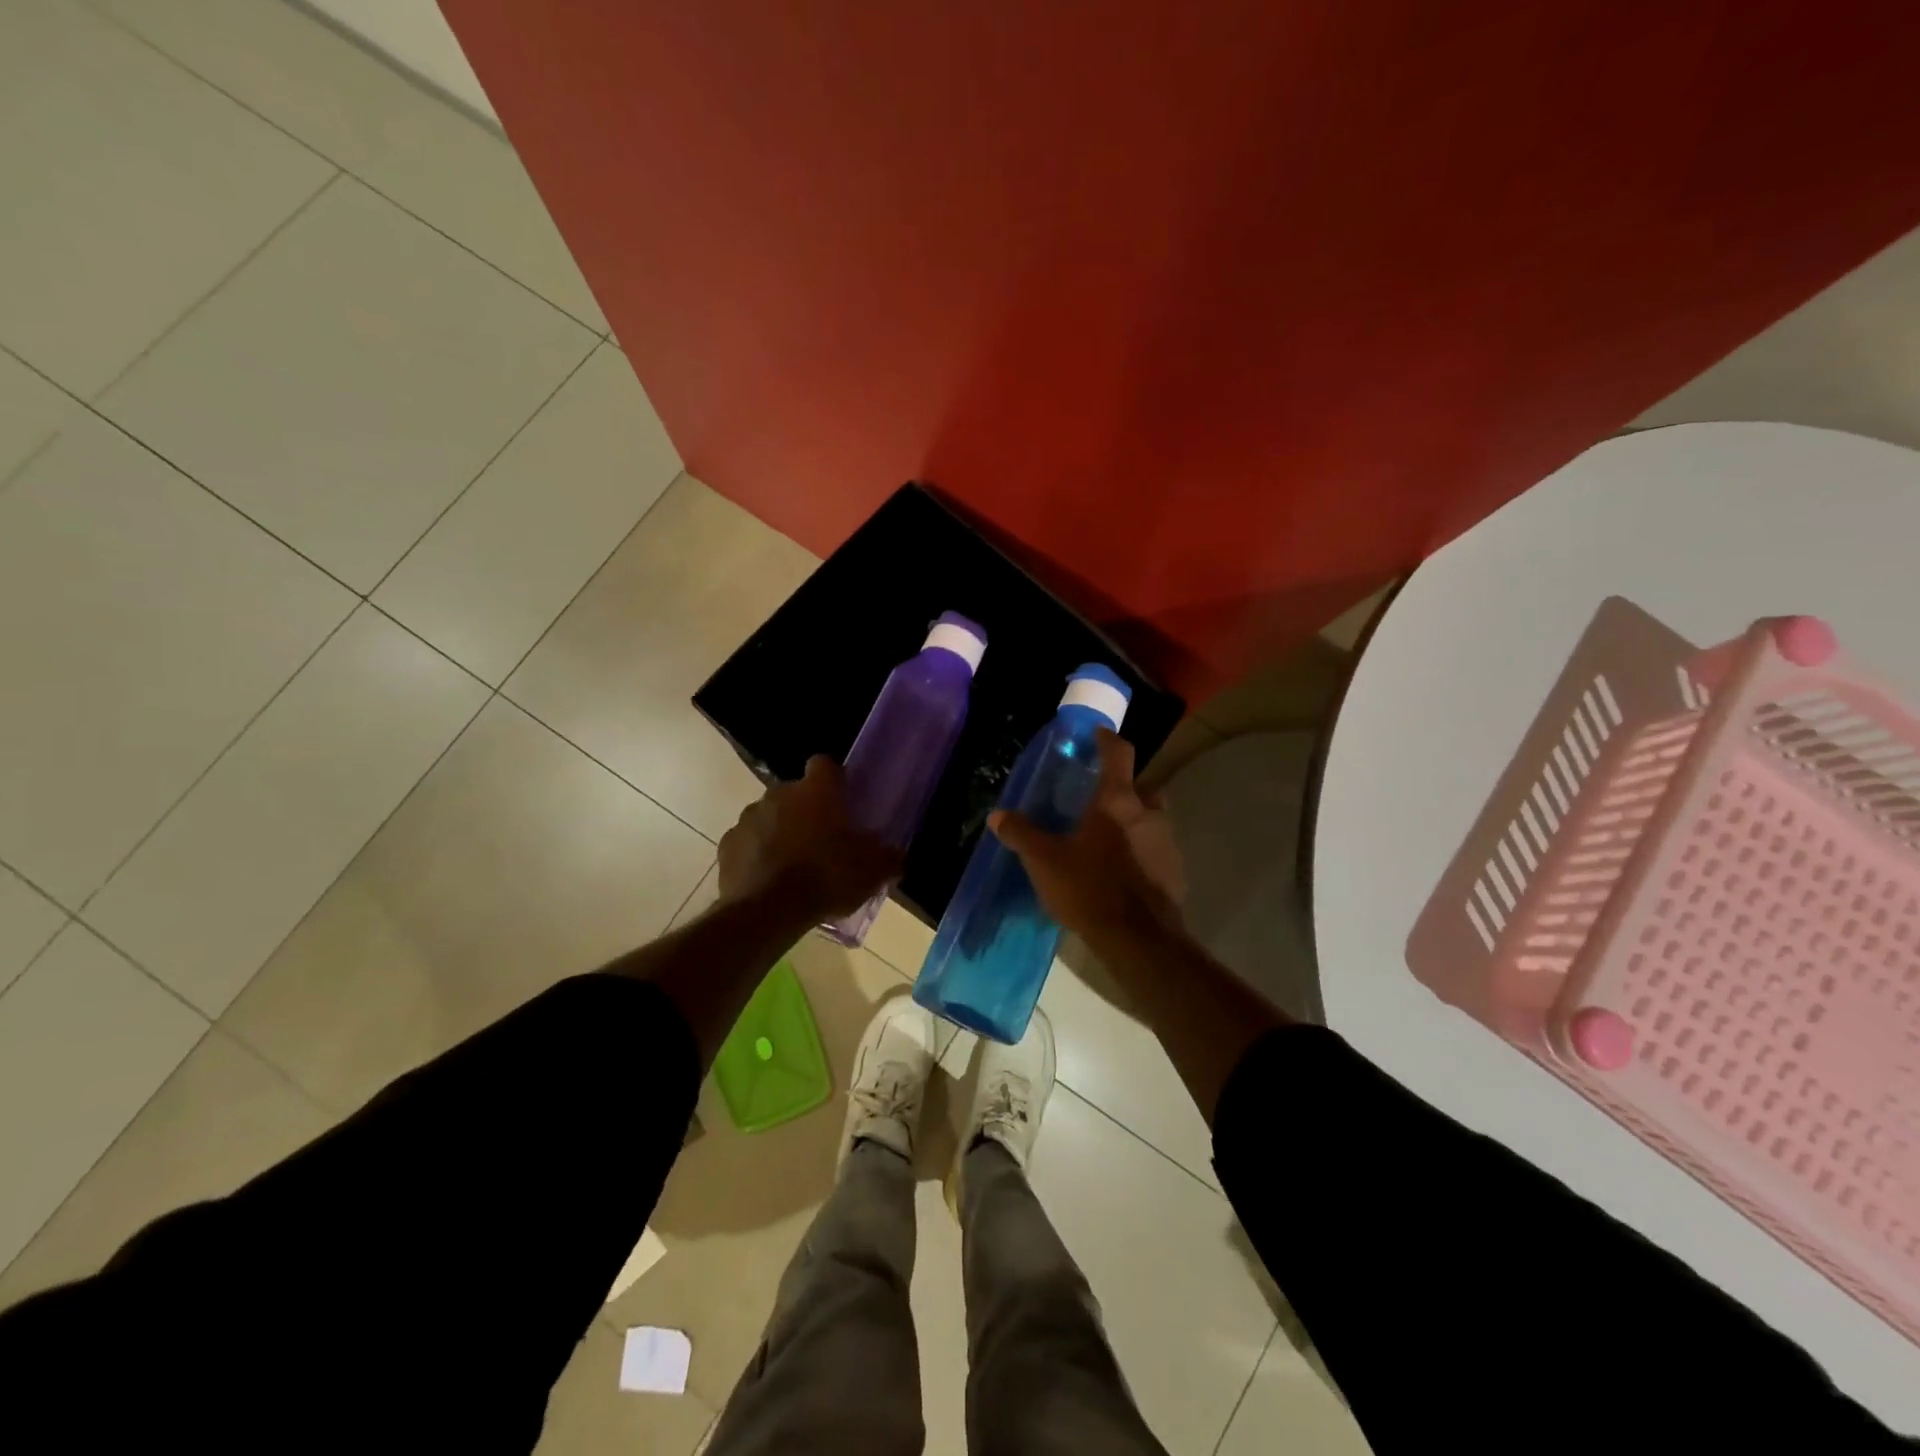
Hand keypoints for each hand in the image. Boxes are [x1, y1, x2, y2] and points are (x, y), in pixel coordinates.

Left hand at [718, 756, 902, 919]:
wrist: (767, 911)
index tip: (842, 800)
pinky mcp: (727, 843)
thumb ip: (888, 858)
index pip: (824, 764)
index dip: (834, 779)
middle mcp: (779, 793)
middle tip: (822, 840)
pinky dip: (756, 853)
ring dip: (780, 831)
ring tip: (793, 864)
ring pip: (769, 815)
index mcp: (816, 791)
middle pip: (796, 792)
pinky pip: (747, 842)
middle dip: (806, 810)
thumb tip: (896, 854)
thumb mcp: (871, 872)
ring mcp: (749, 817)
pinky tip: (768, 879)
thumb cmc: (826, 879)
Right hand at [989, 729, 1185, 950]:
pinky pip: (1157, 849)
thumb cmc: (1090, 889)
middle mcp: (1148, 813)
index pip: (1118, 753)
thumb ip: (1022, 835)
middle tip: (1098, 799)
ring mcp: (1166, 842)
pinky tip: (1122, 872)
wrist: (1139, 940)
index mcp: (1117, 801)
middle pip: (1141, 785)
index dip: (1107, 740)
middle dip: (1124, 787)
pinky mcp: (1174, 871)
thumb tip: (998, 815)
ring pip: (1151, 818)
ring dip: (1134, 820)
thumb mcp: (1045, 862)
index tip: (1097, 736)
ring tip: (1106, 840)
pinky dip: (1142, 851)